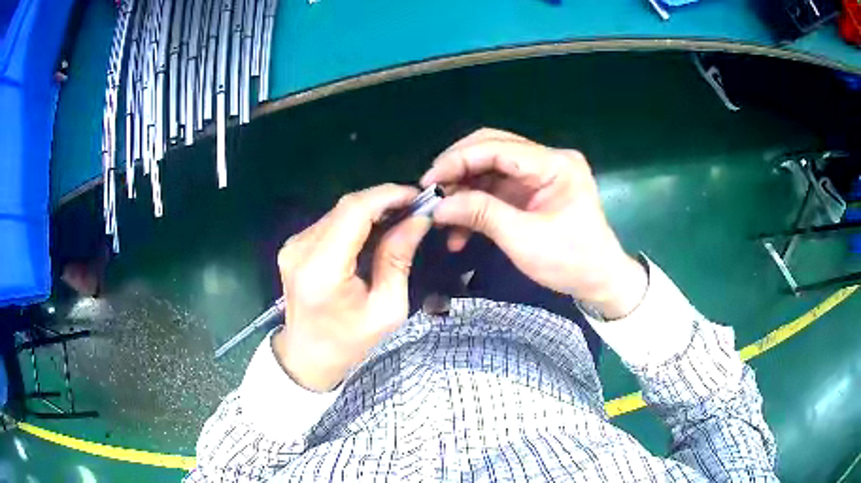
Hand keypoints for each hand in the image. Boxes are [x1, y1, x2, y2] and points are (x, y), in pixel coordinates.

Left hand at [272, 184, 430, 391]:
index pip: (354, 211)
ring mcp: (293, 245)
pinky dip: (356, 221)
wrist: (307, 356)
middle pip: (346, 206)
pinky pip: (330, 222)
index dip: (388, 196)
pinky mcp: (294, 245)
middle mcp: (301, 249)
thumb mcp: (387, 308)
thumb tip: (418, 218)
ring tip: (399, 218)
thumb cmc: (350, 341)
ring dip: (371, 210)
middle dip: (384, 200)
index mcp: (322, 269)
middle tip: (414, 208)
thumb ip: (398, 258)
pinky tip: (375, 231)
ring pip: (339, 211)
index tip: (418, 197)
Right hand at [421, 128, 646, 318]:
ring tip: (442, 218)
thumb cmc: (571, 261)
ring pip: (490, 170)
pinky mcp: (533, 192)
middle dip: (458, 170)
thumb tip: (439, 205)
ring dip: (464, 191)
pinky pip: (497, 190)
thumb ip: (481, 214)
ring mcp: (539, 175)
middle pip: (492, 149)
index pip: (497, 147)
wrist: (600, 281)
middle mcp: (547, 160)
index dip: (458, 160)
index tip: (429, 182)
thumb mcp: (524, 239)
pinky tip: (460, 232)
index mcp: (554, 164)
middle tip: (432, 192)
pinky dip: (477, 206)